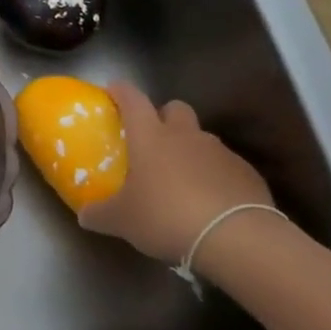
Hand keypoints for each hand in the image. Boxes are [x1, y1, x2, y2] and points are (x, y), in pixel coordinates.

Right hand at [79, 83, 273, 264]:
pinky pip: (225, 166)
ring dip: (190, 150)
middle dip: (164, 116)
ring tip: (181, 180)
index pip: (132, 99)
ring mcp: (220, 152)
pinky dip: (215, 176)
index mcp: (150, 137)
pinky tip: (210, 202)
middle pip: (175, 108)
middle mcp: (185, 136)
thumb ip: (99, 214)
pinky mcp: (247, 173)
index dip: (121, 91)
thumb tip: (84, 215)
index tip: (113, 90)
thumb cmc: (166, 217)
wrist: (236, 238)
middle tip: (153, 139)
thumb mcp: (122, 221)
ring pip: (201, 138)